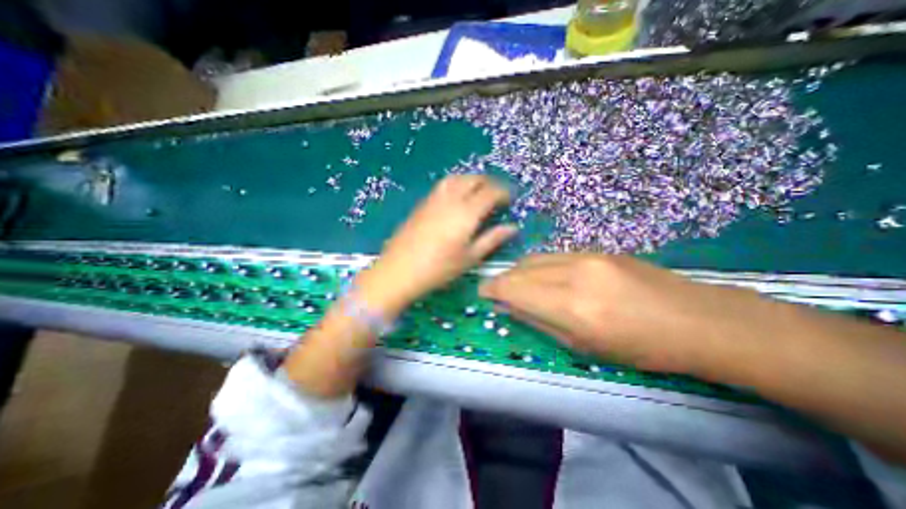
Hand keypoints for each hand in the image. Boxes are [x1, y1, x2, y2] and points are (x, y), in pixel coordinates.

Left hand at [360, 174, 515, 313]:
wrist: (399, 270)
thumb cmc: (439, 269)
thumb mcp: (470, 257)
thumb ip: (492, 239)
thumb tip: (512, 227)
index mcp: (466, 213)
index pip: (490, 192)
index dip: (503, 192)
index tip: (510, 199)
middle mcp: (451, 199)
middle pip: (473, 179)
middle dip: (489, 182)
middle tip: (497, 194)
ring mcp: (434, 199)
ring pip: (456, 178)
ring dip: (471, 180)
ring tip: (478, 192)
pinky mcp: (422, 203)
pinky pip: (443, 185)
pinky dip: (456, 184)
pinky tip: (457, 198)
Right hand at [481, 254, 762, 373]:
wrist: (697, 320)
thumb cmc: (640, 348)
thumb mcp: (583, 346)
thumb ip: (540, 322)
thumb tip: (509, 307)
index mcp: (571, 306)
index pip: (516, 289)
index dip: (494, 289)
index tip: (483, 292)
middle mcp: (575, 274)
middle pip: (523, 269)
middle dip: (503, 279)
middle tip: (496, 290)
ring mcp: (587, 257)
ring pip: (536, 258)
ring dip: (520, 271)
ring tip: (516, 284)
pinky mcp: (597, 250)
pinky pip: (555, 256)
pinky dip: (539, 266)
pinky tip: (542, 277)